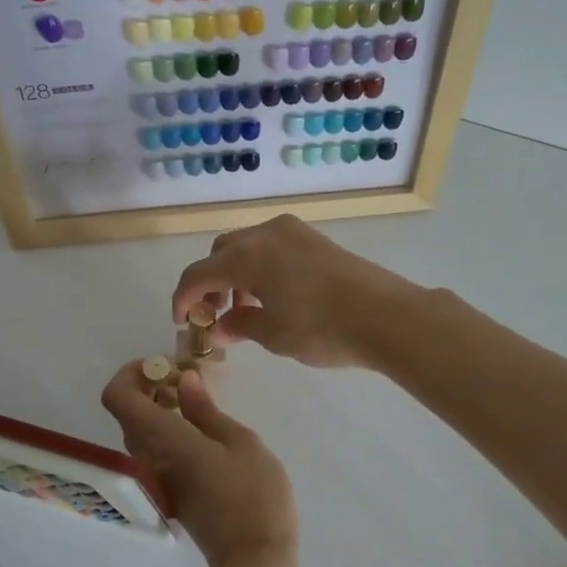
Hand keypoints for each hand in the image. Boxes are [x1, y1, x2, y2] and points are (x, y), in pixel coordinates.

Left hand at [100, 360, 296, 566]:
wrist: (254, 559)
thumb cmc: (254, 493)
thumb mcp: (240, 442)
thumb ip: (206, 410)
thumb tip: (184, 380)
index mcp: (164, 439)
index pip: (118, 399)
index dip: (129, 374)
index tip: (161, 366)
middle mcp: (149, 459)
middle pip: (127, 414)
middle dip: (148, 388)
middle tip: (185, 381)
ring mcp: (156, 480)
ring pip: (139, 434)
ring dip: (158, 411)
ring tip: (197, 404)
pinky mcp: (168, 494)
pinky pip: (153, 453)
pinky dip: (166, 433)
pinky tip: (200, 433)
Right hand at [171, 215, 422, 368]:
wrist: (385, 315)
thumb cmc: (321, 327)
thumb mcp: (273, 334)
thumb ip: (239, 326)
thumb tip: (220, 327)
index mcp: (246, 256)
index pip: (198, 273)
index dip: (183, 298)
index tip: (182, 321)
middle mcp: (264, 234)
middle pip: (221, 252)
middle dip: (210, 282)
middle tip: (215, 314)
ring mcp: (292, 232)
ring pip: (247, 247)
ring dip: (235, 274)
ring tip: (246, 309)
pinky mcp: (314, 239)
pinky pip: (271, 247)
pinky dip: (260, 267)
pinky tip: (273, 296)